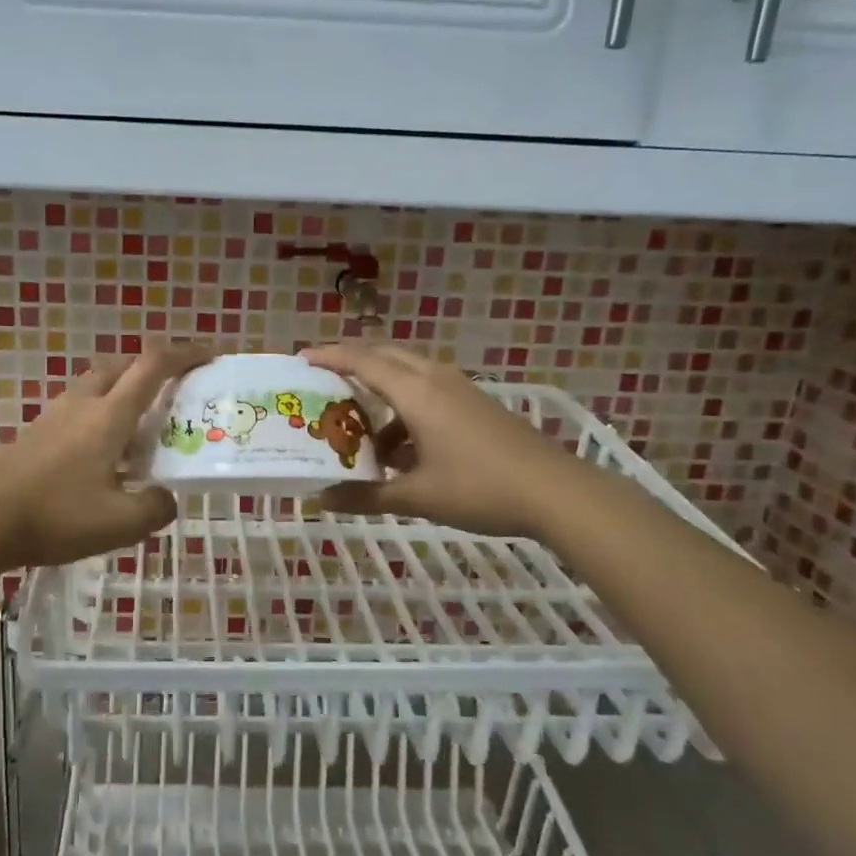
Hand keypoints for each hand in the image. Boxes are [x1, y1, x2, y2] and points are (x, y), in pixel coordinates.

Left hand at [0, 342, 211, 568]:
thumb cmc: (56, 515)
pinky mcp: (35, 433)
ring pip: (96, 386)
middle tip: (172, 392)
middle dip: (151, 368)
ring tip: (138, 428)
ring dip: (122, 391)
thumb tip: (166, 498)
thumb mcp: (120, 523)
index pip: (153, 366)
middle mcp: (83, 404)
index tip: (209, 355)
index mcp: (109, 415)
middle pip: (121, 366)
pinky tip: (101, 456)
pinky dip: (99, 415)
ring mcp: (54, 415)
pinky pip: (77, 409)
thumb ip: (155, 508)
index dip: (184, 354)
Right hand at [302, 343, 575, 536]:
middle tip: (323, 379)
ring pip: (408, 372)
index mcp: (416, 393)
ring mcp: (460, 389)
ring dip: (380, 389)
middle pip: (385, 355)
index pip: (362, 362)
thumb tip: (323, 500)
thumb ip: (367, 496)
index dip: (329, 357)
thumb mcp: (417, 496)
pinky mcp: (475, 404)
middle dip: (352, 361)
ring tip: (357, 423)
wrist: (556, 492)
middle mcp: (435, 379)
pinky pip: (427, 390)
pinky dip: (404, 407)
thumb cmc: (480, 488)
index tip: (300, 358)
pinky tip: (399, 448)